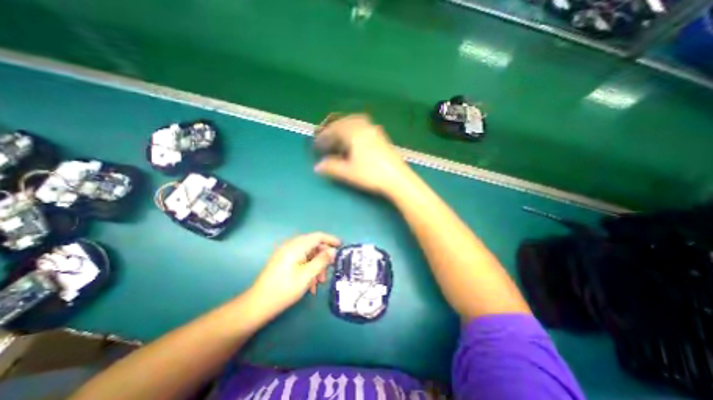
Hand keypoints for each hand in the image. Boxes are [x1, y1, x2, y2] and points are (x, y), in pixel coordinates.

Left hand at [249, 232, 340, 313]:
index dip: (331, 239)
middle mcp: (291, 246)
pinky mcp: (283, 262)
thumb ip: (322, 261)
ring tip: (320, 282)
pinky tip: (310, 285)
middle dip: (323, 257)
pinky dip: (308, 269)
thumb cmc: (284, 289)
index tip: (341, 246)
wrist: (257, 305)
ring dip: (316, 266)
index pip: (318, 236)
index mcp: (296, 246)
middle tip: (331, 269)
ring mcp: (286, 254)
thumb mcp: (307, 275)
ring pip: (308, 254)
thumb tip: (333, 251)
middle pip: (313, 245)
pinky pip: (301, 260)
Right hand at [314, 115, 414, 197]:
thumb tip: (318, 166)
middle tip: (327, 137)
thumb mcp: (348, 172)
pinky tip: (356, 139)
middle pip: (345, 121)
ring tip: (340, 136)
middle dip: (334, 128)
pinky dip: (356, 129)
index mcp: (354, 133)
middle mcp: (365, 127)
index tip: (317, 144)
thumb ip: (332, 167)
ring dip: (346, 126)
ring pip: (356, 122)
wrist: (397, 178)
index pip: (335, 130)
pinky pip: (365, 127)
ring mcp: (375, 131)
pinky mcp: (382, 137)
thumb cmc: (371, 174)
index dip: (324, 137)